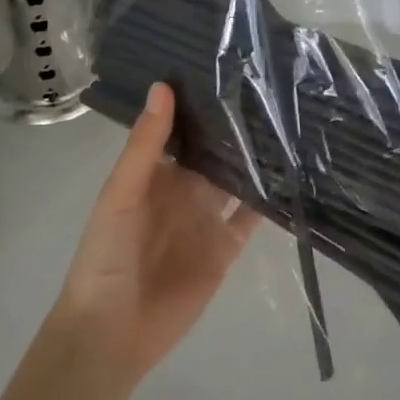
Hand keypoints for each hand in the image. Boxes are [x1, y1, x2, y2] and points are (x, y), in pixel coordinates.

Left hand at [50, 83, 260, 384]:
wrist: (112, 333)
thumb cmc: (106, 255)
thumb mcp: (121, 193)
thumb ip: (145, 144)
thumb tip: (163, 86)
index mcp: (154, 173)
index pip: (181, 129)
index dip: (199, 103)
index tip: (228, 67)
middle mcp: (183, 189)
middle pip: (212, 152)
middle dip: (234, 127)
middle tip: (270, 88)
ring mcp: (205, 218)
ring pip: (235, 180)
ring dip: (254, 159)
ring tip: (287, 121)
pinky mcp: (225, 249)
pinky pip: (250, 219)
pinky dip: (267, 200)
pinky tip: (292, 175)